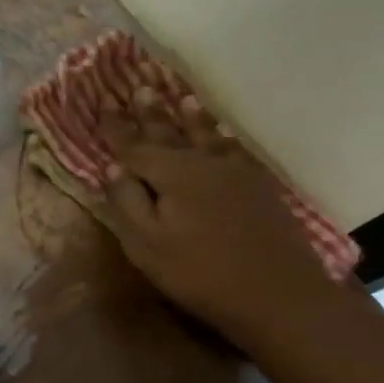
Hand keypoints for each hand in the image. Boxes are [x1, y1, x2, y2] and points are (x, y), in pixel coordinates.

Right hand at [100, 90, 352, 349]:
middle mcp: (202, 163)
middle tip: (142, 87)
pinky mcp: (261, 188)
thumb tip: (112, 167)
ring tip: (184, 98)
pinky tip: (224, 135)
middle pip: (171, 132)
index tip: (103, 100)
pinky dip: (225, 138)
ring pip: (207, 136)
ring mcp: (236, 173)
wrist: (280, 295)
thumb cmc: (200, 273)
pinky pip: (236, 150)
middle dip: (153, 112)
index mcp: (170, 174)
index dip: (116, 125)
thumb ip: (126, 202)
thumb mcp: (146, 244)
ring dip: (192, 117)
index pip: (133, 145)